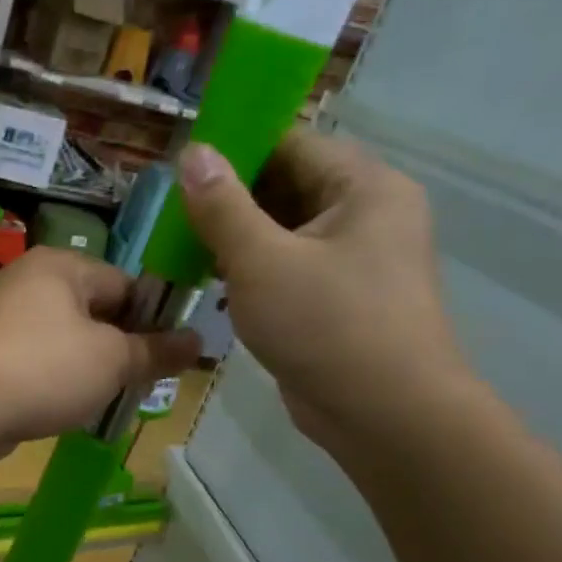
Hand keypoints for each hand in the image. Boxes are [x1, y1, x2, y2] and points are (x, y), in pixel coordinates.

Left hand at [0, 248, 199, 469]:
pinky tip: (71, 408)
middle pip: (96, 311)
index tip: (173, 356)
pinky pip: (40, 362)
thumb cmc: (43, 368)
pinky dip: (58, 382)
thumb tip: (198, 343)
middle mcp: (32, 282)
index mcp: (62, 266)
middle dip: (122, 347)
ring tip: (111, 398)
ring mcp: (6, 318)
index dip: (154, 319)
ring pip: (68, 340)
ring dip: (91, 369)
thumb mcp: (112, 360)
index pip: (126, 283)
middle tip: (145, 383)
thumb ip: (156, 351)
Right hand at [177, 131, 474, 457]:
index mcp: (364, 187)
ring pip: (284, 230)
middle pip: (286, 186)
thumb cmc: (327, 326)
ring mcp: (357, 258)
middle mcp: (367, 213)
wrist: (386, 417)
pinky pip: (290, 265)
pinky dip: (253, 270)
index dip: (234, 150)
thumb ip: (222, 205)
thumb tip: (192, 152)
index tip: (182, 170)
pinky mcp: (341, 297)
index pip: (291, 144)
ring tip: (185, 250)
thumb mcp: (261, 261)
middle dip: (229, 200)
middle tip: (175, 217)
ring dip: (236, 239)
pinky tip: (215, 285)